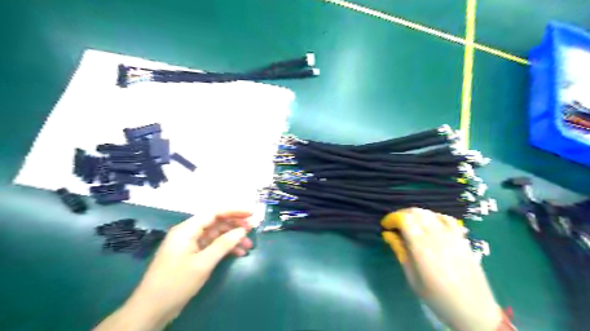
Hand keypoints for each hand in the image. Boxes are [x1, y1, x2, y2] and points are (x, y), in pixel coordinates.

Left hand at [94, 211, 252, 328]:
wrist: (152, 309)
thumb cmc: (176, 283)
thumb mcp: (203, 263)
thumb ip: (224, 244)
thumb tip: (243, 230)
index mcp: (187, 229)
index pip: (214, 212)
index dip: (234, 210)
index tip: (252, 213)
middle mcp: (189, 233)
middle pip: (216, 222)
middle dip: (235, 225)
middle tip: (253, 230)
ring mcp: (190, 244)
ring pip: (216, 235)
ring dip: (232, 238)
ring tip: (248, 246)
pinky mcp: (192, 255)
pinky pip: (212, 246)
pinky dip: (225, 248)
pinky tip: (238, 254)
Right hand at [385, 208, 503, 330]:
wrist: (473, 310)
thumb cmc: (437, 298)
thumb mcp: (412, 278)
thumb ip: (400, 252)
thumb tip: (388, 235)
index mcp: (421, 247)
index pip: (404, 219)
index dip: (391, 218)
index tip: (385, 226)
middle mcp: (436, 236)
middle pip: (416, 212)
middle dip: (401, 214)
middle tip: (395, 224)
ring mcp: (451, 236)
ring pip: (430, 213)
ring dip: (416, 214)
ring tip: (410, 224)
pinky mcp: (462, 239)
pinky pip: (446, 218)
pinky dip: (434, 216)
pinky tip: (430, 223)